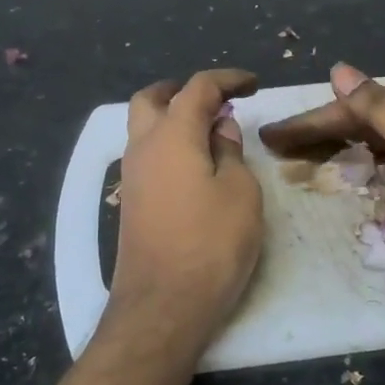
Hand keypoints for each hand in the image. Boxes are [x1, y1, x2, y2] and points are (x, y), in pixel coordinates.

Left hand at [109, 69, 263, 344]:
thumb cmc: (211, 243)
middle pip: (153, 98)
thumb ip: (229, 150)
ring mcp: (132, 175)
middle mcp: (143, 146)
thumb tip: (220, 126)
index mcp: (172, 134)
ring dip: (173, 117)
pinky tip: (194, 165)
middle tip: (217, 101)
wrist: (163, 304)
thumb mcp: (239, 191)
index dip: (227, 79)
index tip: (253, 84)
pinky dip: (168, 144)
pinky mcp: (131, 201)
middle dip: (183, 90)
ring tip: (211, 133)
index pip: (198, 88)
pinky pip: (146, 154)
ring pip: (143, 126)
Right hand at [259, 63, 384, 245]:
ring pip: (377, 139)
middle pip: (359, 120)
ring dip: (344, 148)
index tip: (269, 137)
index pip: (347, 107)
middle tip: (281, 150)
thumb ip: (379, 105)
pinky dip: (373, 165)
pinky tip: (364, 175)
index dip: (307, 122)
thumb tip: (338, 70)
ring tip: (312, 162)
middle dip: (320, 133)